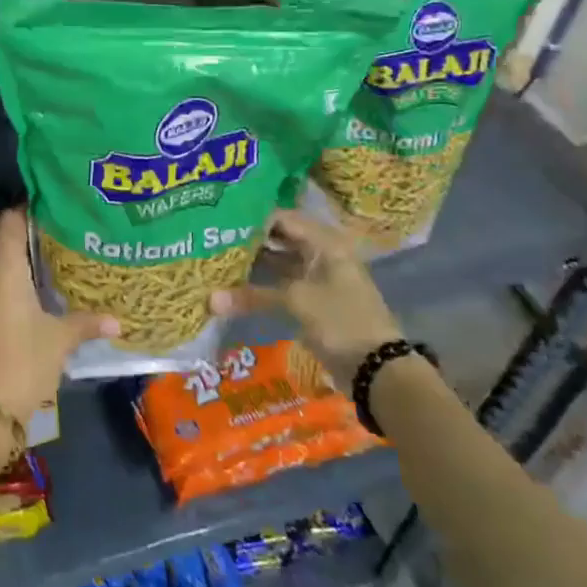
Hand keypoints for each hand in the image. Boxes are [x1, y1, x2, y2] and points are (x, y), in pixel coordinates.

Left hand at [0, 209, 118, 426]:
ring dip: (7, 256)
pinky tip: (19, 293)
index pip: (10, 222)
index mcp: (3, 269)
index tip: (50, 211)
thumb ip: (87, 323)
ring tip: (39, 261)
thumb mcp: (60, 340)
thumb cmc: (24, 362)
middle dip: (19, 232)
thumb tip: (117, 321)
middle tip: (50, 234)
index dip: (27, 212)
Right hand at [210, 208, 402, 375]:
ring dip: (254, 261)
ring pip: (280, 260)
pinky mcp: (313, 298)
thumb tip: (209, 300)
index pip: (282, 218)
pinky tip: (235, 283)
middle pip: (280, 237)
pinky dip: (262, 283)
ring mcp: (318, 276)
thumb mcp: (296, 302)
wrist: (377, 368)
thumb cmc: (340, 320)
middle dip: (249, 239)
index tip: (220, 220)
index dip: (252, 218)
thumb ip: (252, 295)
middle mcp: (322, 252)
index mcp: (325, 241)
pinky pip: (282, 282)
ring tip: (218, 256)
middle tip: (214, 236)